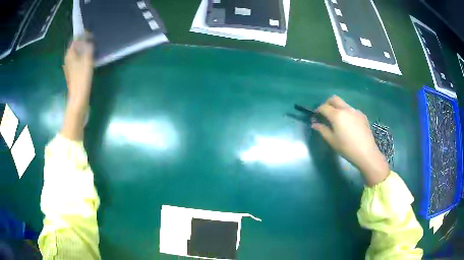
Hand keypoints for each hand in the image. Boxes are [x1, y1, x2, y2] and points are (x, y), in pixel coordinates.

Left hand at [63, 39, 93, 108]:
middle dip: (83, 42)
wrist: (78, 99)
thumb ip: (88, 48)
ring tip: (92, 50)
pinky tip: (88, 60)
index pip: (75, 38)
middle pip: (75, 45)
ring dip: (83, 49)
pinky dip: (82, 57)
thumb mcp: (87, 60)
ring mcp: (69, 66)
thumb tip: (88, 40)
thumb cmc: (82, 79)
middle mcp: (67, 58)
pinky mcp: (72, 72)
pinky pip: (77, 59)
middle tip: (93, 42)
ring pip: (76, 52)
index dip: (83, 35)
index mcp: (70, 54)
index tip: (92, 36)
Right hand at [311, 96, 389, 185]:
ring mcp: (355, 111)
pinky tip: (349, 124)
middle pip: (334, 99)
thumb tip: (314, 124)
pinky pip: (352, 110)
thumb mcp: (332, 141)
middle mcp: (346, 109)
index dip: (318, 110)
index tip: (316, 116)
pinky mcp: (362, 115)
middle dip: (327, 103)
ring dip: (338, 108)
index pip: (324, 107)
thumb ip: (322, 130)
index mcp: (337, 115)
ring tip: (338, 120)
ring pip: (344, 104)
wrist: (366, 152)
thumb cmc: (347, 148)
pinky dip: (347, 113)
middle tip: (326, 113)